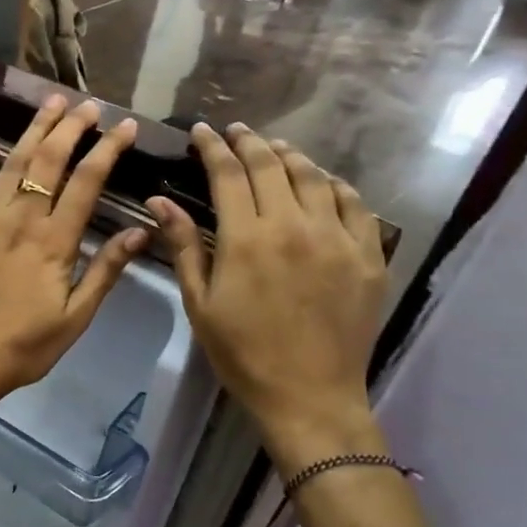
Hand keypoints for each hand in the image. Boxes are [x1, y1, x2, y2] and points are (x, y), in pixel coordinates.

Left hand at [0, 96, 147, 410]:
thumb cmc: (25, 345)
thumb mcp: (75, 316)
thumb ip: (105, 270)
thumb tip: (141, 231)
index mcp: (53, 241)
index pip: (86, 182)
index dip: (107, 150)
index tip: (124, 126)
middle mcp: (19, 220)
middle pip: (47, 162)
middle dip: (69, 128)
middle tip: (86, 104)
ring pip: (11, 166)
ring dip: (32, 133)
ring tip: (49, 106)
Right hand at [147, 124, 387, 468]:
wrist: (309, 395)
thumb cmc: (242, 353)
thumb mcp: (200, 302)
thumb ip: (183, 245)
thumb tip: (158, 200)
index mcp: (247, 239)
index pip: (229, 175)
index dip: (213, 148)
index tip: (202, 131)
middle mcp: (295, 227)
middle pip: (272, 167)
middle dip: (250, 143)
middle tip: (236, 131)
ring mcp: (338, 239)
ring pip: (316, 178)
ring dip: (291, 157)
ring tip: (275, 150)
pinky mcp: (368, 256)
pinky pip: (356, 205)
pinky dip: (336, 186)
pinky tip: (323, 184)